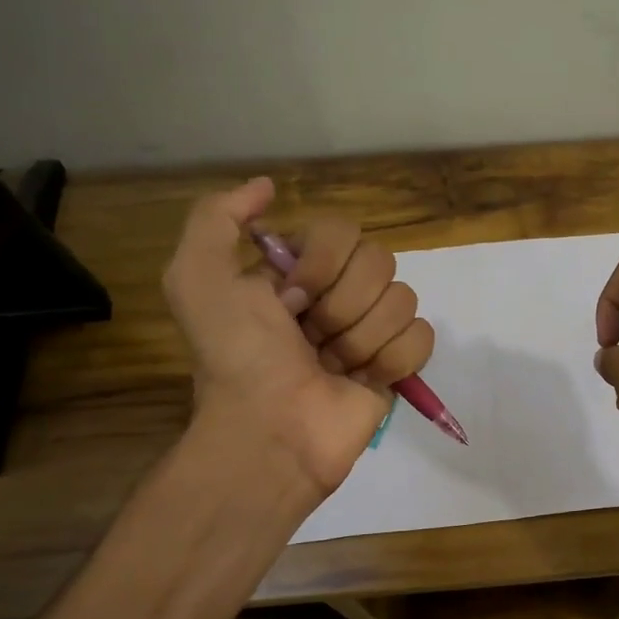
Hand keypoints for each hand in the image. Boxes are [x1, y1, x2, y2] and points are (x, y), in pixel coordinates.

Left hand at [163, 177, 433, 495]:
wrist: (270, 431)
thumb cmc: (237, 357)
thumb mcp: (197, 278)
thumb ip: (217, 217)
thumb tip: (267, 186)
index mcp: (298, 271)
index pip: (343, 230)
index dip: (322, 263)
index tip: (289, 299)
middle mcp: (338, 295)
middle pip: (379, 261)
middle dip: (343, 303)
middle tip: (310, 337)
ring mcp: (371, 331)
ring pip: (403, 299)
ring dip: (362, 337)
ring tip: (332, 366)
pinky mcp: (398, 366)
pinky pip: (422, 337)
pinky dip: (393, 359)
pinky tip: (363, 380)